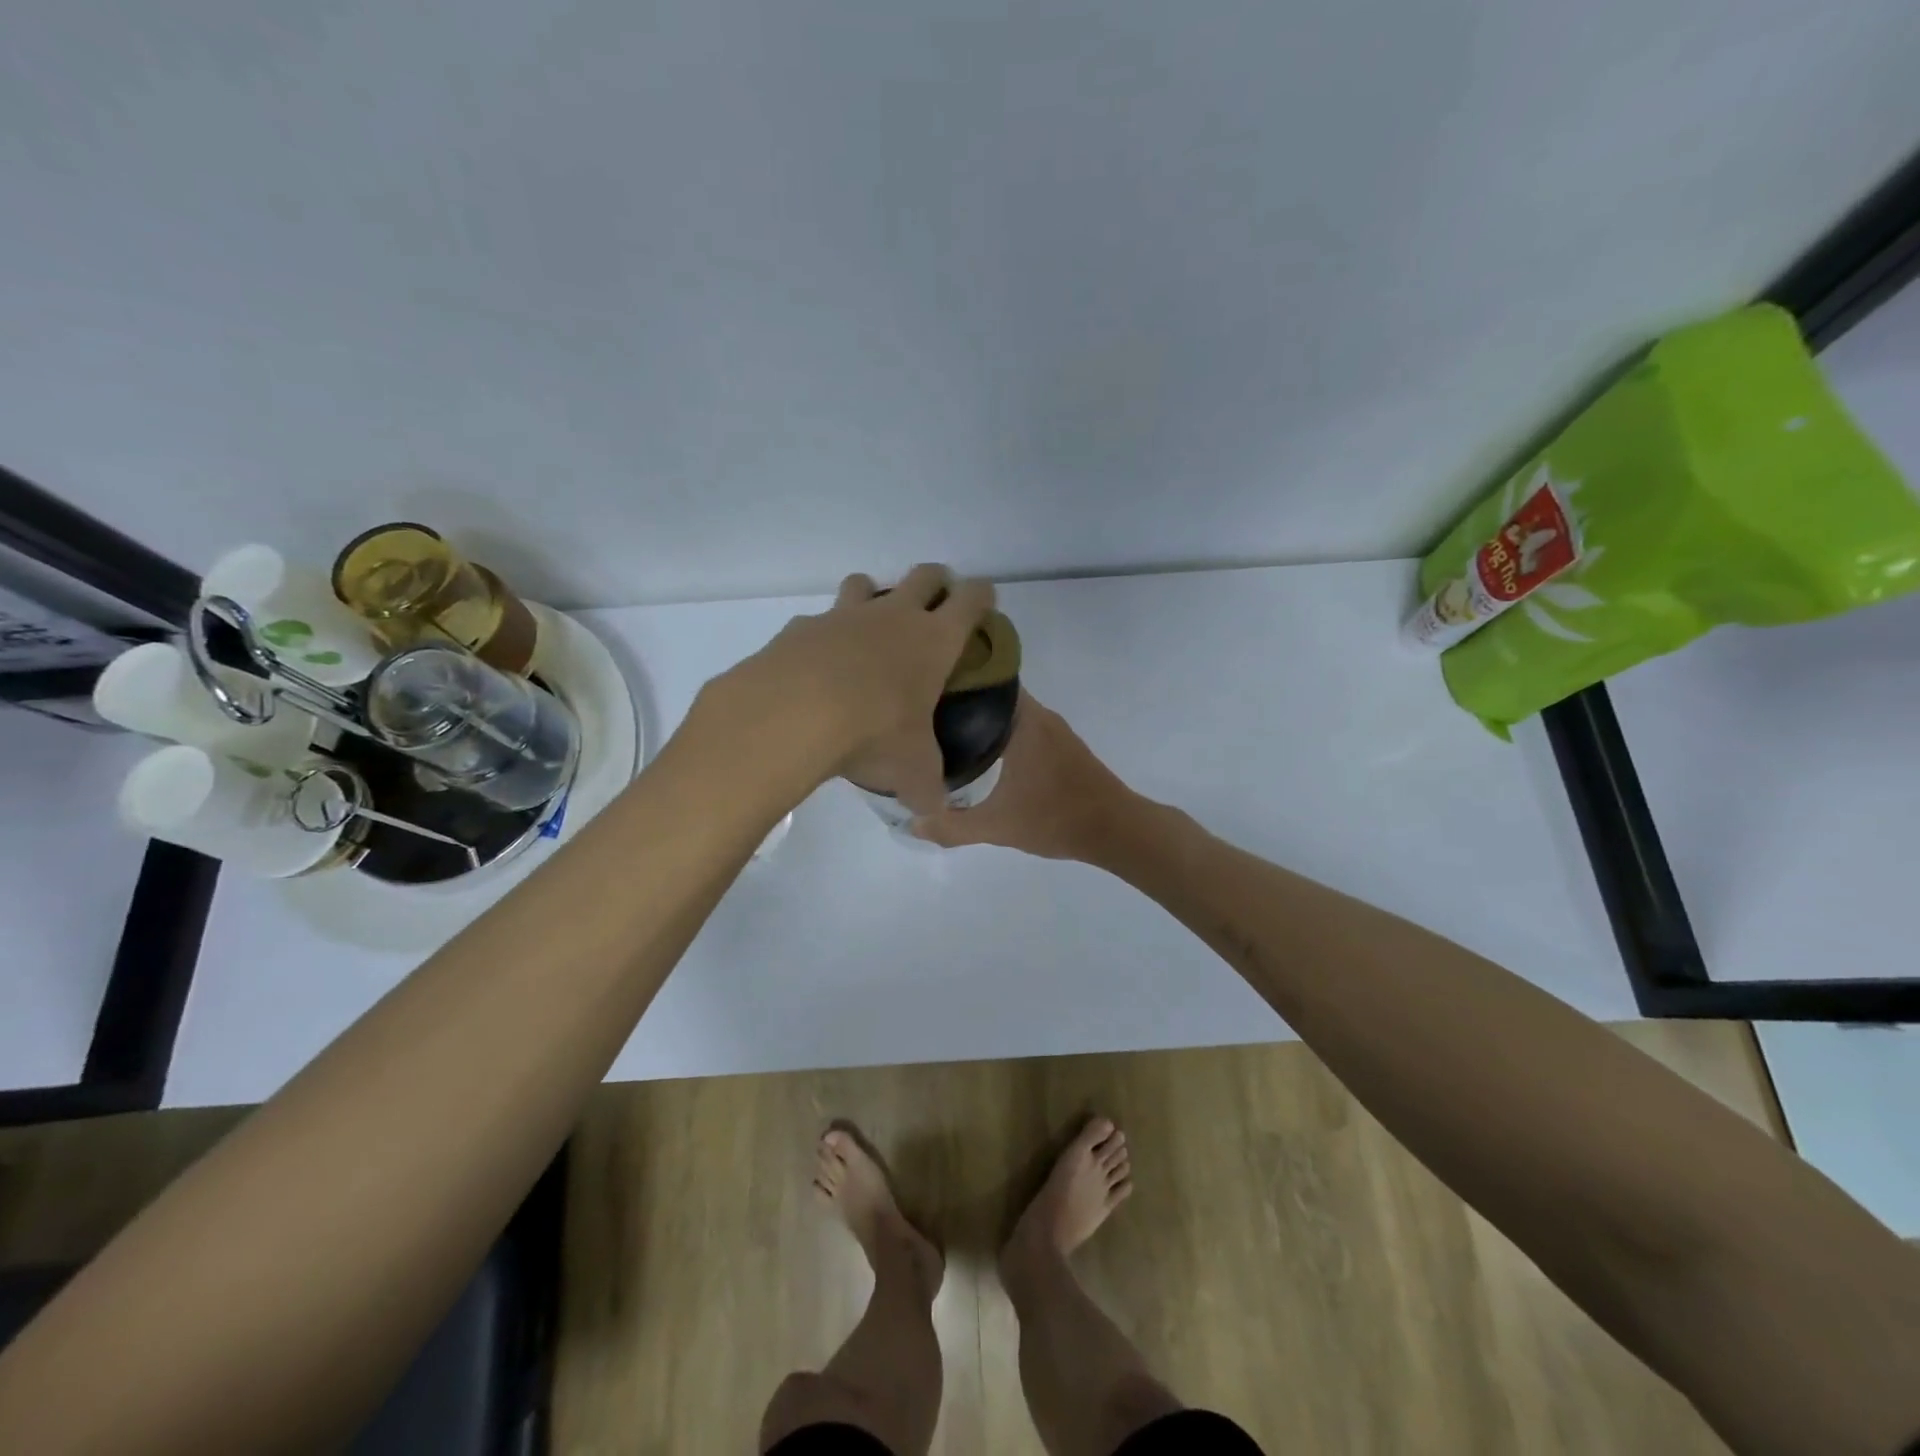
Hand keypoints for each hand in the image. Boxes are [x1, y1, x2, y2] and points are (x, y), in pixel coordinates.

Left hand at [698, 564, 994, 814]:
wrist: (794, 714)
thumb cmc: (874, 732)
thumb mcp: (912, 769)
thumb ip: (926, 788)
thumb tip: (933, 812)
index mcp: (934, 640)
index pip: (972, 599)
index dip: (982, 596)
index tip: (984, 604)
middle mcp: (893, 616)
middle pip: (925, 575)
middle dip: (936, 583)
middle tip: (935, 606)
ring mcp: (844, 616)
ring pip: (866, 583)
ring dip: (874, 597)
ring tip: (871, 630)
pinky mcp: (801, 627)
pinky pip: (819, 621)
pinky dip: (824, 636)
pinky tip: (818, 668)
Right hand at [911, 692, 1135, 859]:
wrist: (1115, 830)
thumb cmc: (1056, 818)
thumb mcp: (997, 826)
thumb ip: (952, 826)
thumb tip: (912, 823)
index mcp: (1024, 721)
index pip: (984, 679)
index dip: (953, 680)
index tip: (923, 688)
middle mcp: (1039, 715)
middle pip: (993, 694)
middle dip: (961, 700)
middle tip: (923, 714)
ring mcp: (1054, 730)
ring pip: (1008, 712)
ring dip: (981, 718)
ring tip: (943, 732)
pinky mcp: (1062, 746)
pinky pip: (1022, 726)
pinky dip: (1000, 732)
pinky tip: (981, 753)